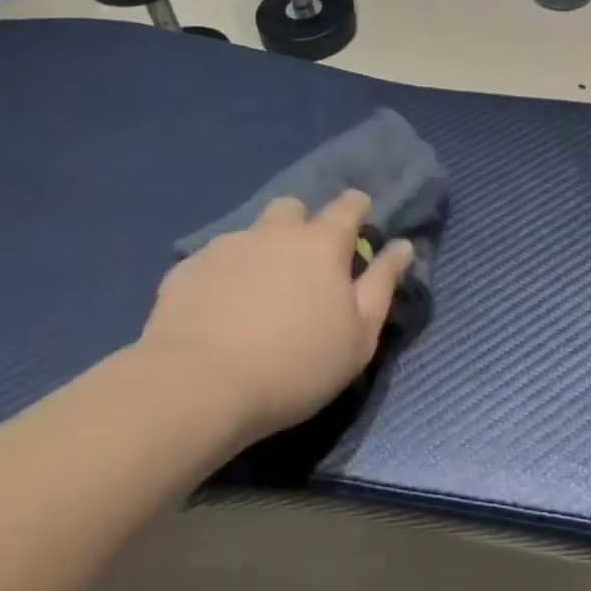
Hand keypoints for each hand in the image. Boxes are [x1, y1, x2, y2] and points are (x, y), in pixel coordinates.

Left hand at [136, 190, 414, 444]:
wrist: (200, 385)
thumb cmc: (296, 364)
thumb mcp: (360, 335)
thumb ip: (382, 283)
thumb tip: (402, 245)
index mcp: (321, 243)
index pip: (348, 205)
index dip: (357, 208)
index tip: (360, 221)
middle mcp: (274, 232)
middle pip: (293, 209)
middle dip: (302, 225)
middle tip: (303, 265)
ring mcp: (226, 246)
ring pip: (251, 233)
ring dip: (261, 251)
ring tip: (257, 295)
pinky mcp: (187, 268)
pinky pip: (214, 261)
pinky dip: (223, 277)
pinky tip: (217, 313)